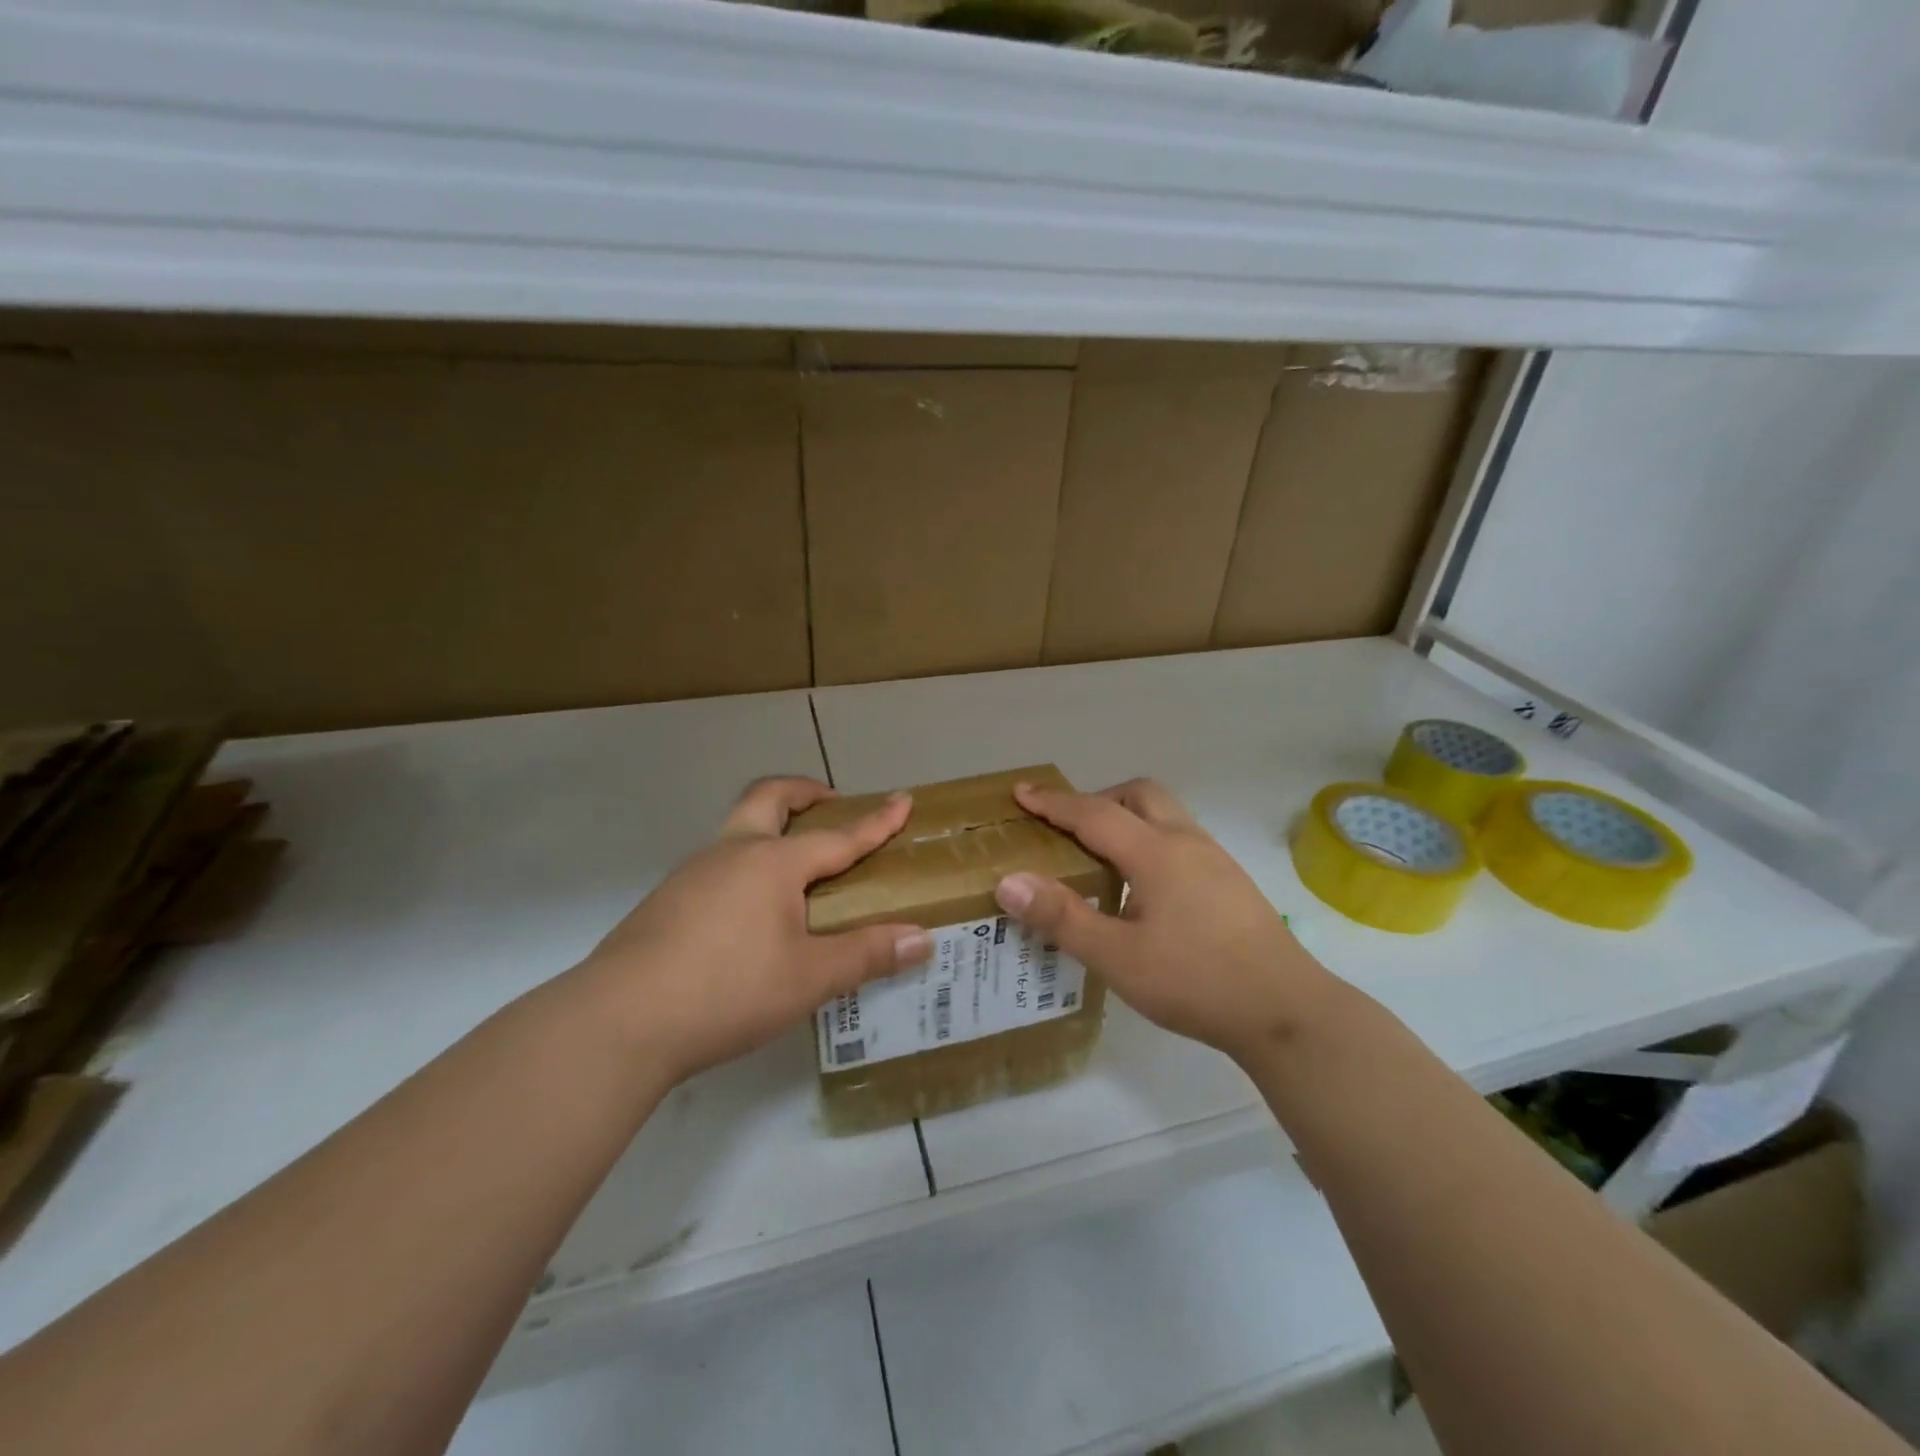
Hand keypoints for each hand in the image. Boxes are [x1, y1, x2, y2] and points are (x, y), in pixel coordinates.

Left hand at [576, 777, 931, 1084]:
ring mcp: (692, 874)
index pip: (838, 836)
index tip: (903, 799)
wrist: (619, 1021)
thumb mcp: (809, 977)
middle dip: (805, 792)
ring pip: (738, 830)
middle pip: (769, 798)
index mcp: (772, 863)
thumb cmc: (728, 989)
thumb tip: (923, 940)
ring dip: (772, 830)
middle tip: (831, 805)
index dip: (875, 821)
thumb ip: (867, 954)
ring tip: (796, 873)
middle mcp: (732, 853)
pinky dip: (746, 867)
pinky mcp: (666, 901)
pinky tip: (750, 915)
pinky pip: (717, 865)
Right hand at [994, 778, 1334, 1064]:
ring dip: (1127, 818)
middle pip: (1138, 795)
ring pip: (1164, 814)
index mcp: (1156, 853)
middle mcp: (1187, 842)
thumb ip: (1062, 918)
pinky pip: (1180, 839)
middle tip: (1067, 828)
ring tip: (1101, 856)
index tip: (1020, 793)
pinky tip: (1143, 888)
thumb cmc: (1196, 981)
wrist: (1286, 1011)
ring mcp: (1215, 860)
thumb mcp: (1118, 957)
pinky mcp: (1231, 882)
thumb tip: (1009, 881)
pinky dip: (1149, 841)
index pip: (1093, 814)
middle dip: (1097, 799)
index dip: (1053, 803)